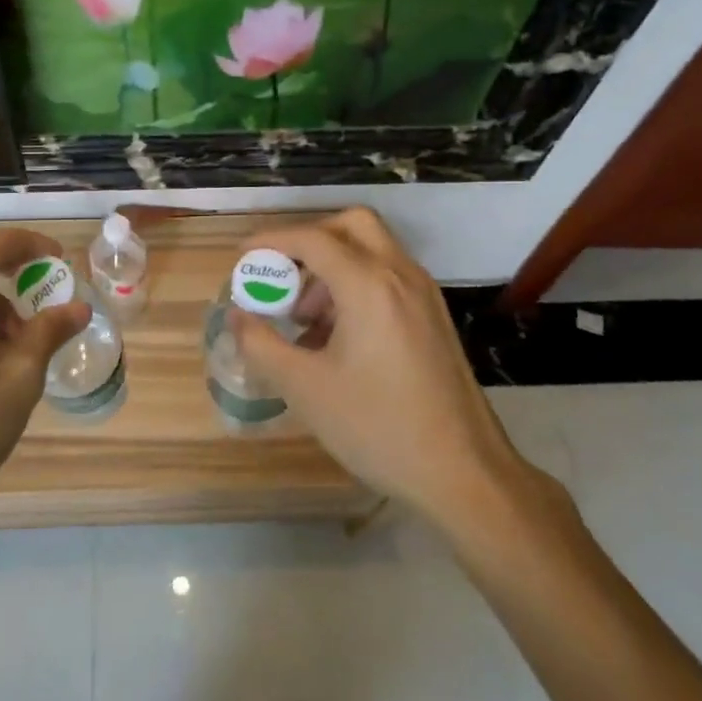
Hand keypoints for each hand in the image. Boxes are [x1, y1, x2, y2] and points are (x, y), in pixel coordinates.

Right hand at [230, 208, 557, 539]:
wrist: (465, 474)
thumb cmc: (379, 427)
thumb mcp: (305, 388)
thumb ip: (261, 344)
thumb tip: (236, 315)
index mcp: (369, 285)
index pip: (312, 238)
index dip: (271, 240)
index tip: (242, 257)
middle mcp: (401, 275)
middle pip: (351, 225)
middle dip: (309, 240)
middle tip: (282, 276)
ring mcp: (423, 295)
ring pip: (372, 251)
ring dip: (332, 267)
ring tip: (304, 320)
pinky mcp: (433, 317)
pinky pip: (388, 278)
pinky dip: (356, 286)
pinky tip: (336, 338)